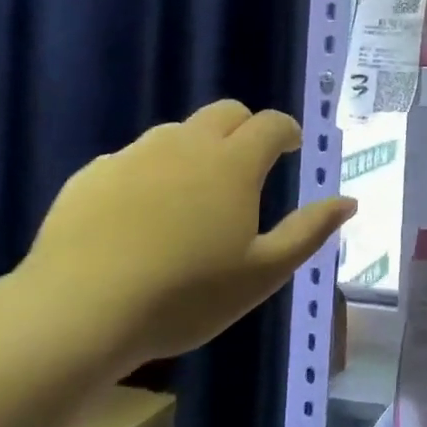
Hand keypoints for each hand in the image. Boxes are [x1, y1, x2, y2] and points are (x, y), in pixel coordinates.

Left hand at [19, 100, 355, 370]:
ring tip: (195, 191)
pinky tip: (142, 212)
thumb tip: (349, 201)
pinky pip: (131, 158)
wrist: (77, 314)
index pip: (271, 123)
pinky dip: (150, 171)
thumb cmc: (186, 295)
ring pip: (176, 132)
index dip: (287, 131)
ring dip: (197, 147)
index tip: (292, 148)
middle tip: (249, 164)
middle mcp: (186, 145)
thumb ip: (310, 231)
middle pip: (225, 112)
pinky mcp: (90, 176)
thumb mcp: (264, 272)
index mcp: (233, 163)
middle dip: (245, 128)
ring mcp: (133, 157)